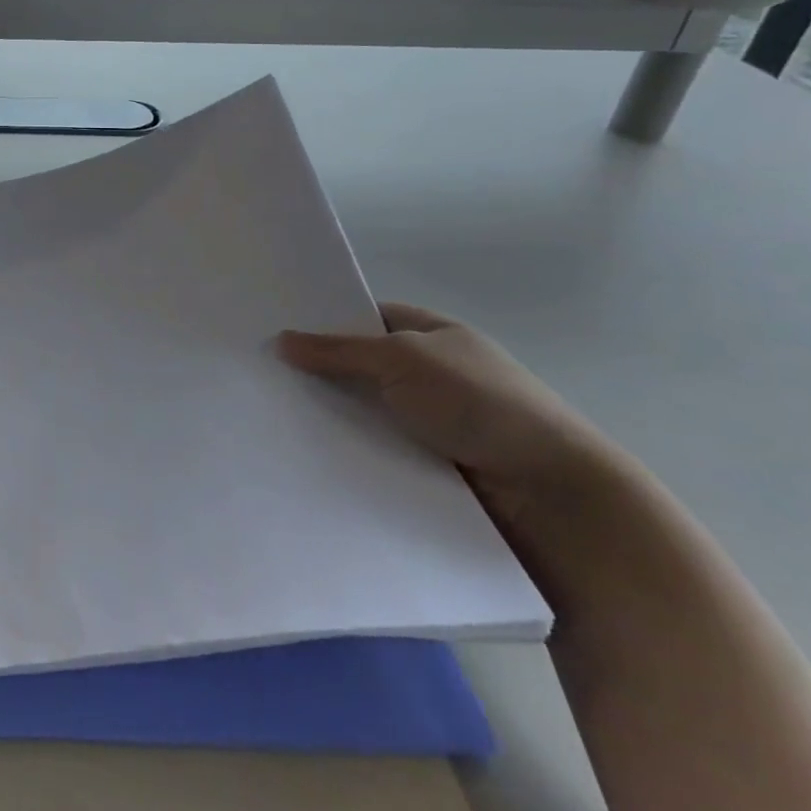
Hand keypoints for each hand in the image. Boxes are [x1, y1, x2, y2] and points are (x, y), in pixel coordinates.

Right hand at [279, 303, 610, 527]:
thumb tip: (282, 340)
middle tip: (261, 377)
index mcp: (433, 335)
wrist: (550, 493)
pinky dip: (350, 452)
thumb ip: (339, 350)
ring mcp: (432, 422)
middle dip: (319, 373)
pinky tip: (308, 454)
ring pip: (365, 412)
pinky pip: (376, 450)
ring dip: (332, 417)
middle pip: (361, 367)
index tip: (275, 332)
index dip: (324, 322)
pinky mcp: (429, 466)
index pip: (366, 318)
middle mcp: (432, 374)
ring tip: (270, 418)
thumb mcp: (402, 359)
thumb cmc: (479, 403)